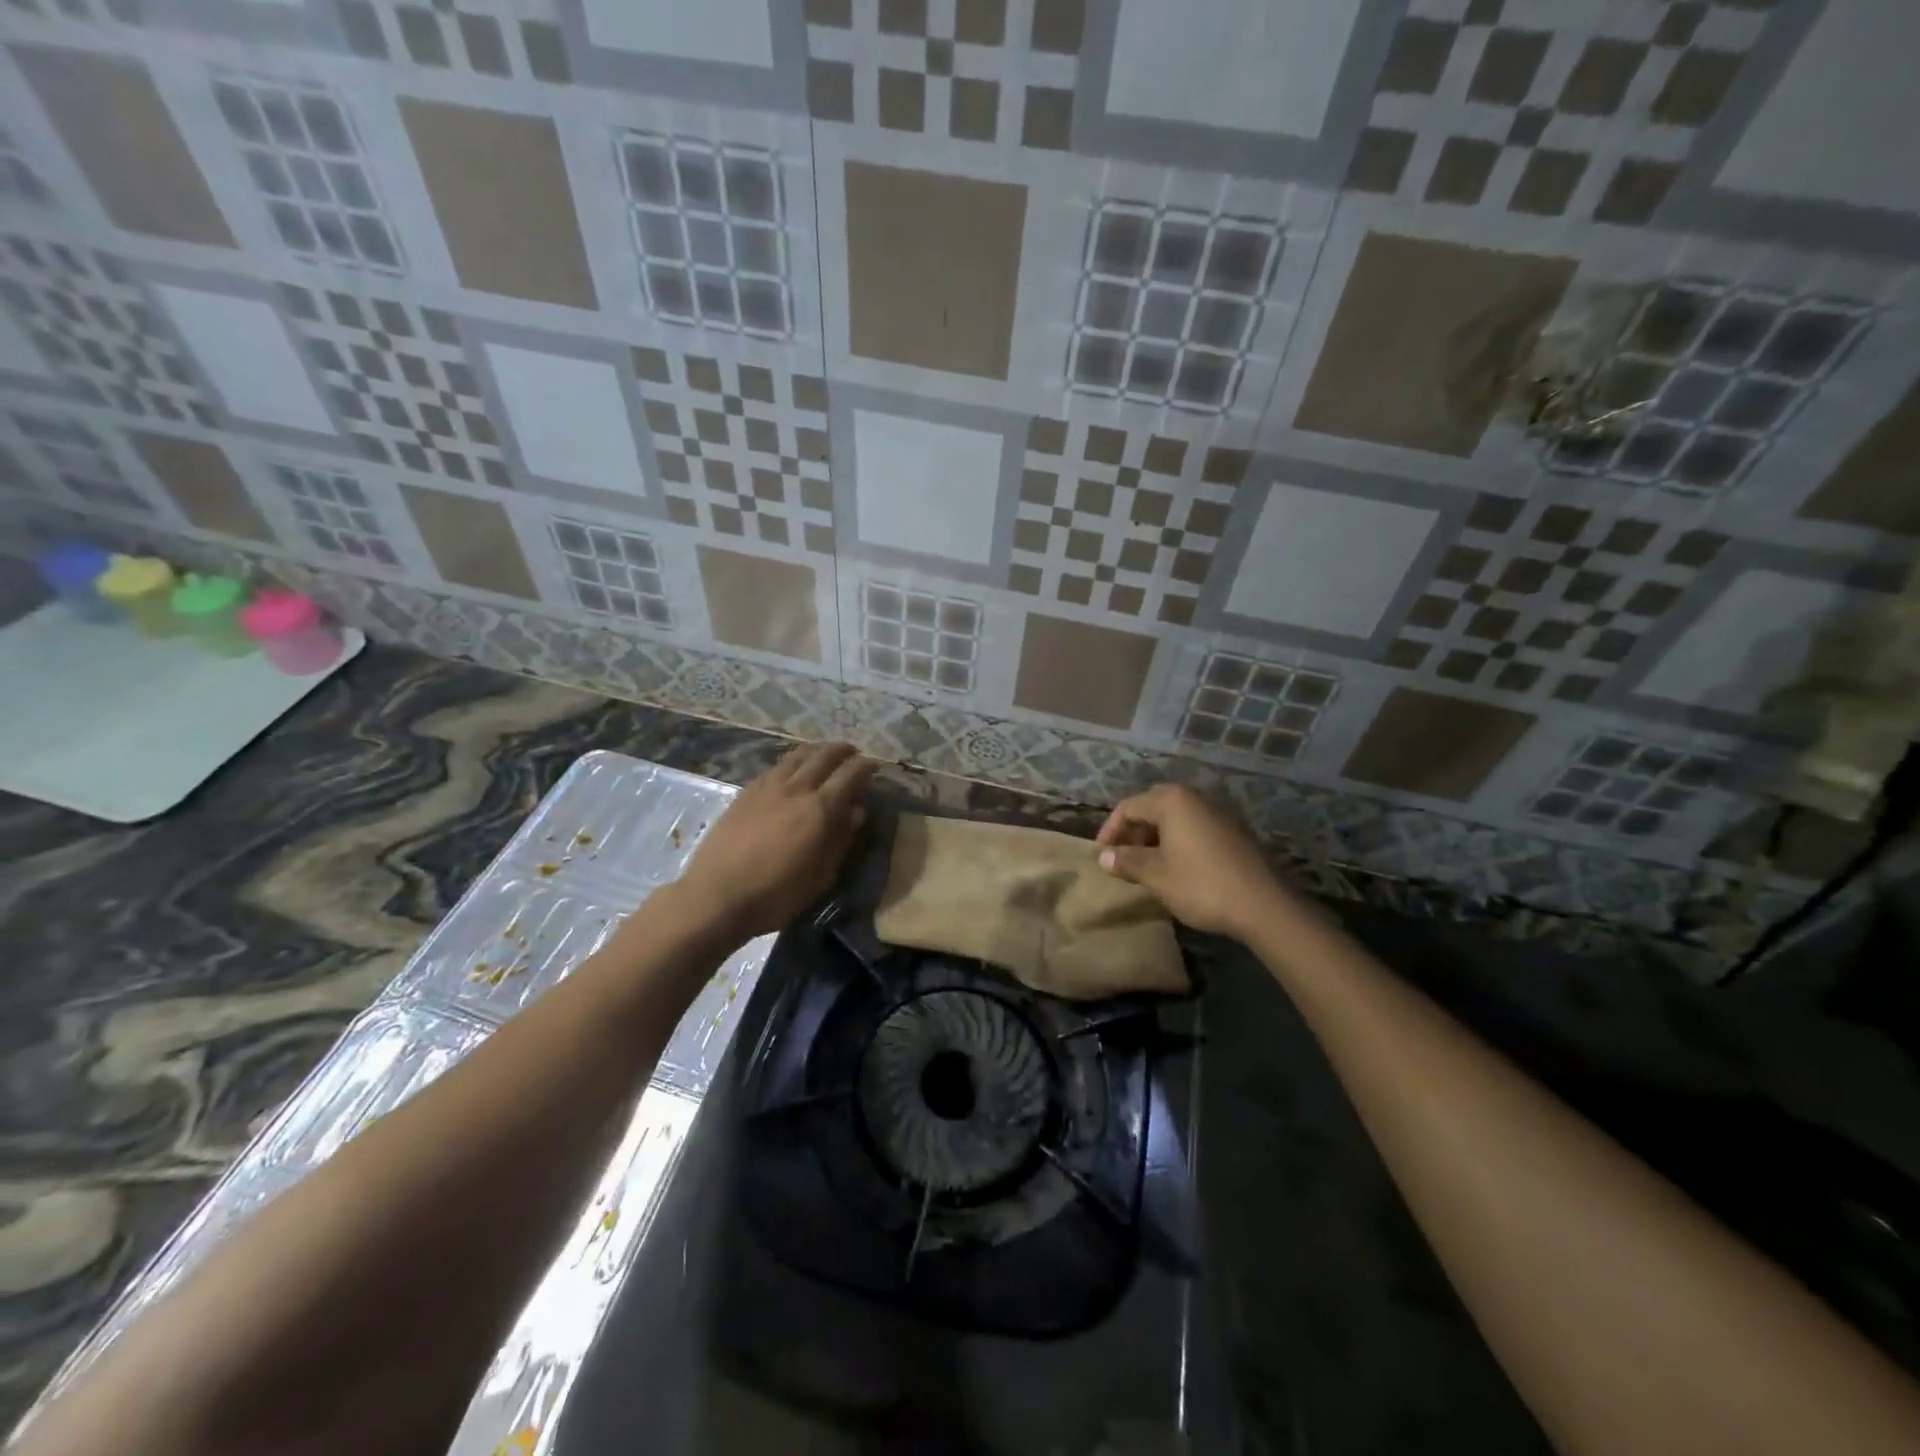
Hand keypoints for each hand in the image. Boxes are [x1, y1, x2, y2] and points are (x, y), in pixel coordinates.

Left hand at [676, 742, 875, 938]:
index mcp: (820, 809)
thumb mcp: (821, 876)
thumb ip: (841, 840)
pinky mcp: (746, 792)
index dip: (866, 766)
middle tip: (853, 754)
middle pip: (825, 755)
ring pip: (798, 755)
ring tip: (824, 755)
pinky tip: (792, 771)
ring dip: (817, 750)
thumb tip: (856, 812)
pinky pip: (776, 766)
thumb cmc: (776, 895)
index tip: (874, 766)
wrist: (716, 896)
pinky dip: (793, 762)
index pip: (851, 774)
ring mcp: (768, 786)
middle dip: (843, 751)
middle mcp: (796, 788)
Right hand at [1094, 784, 1285, 939]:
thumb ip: (1127, 861)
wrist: (1264, 905)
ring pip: (1174, 820)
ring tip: (1145, 868)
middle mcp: (1195, 798)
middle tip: (1121, 861)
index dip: (1109, 832)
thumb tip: (1103, 857)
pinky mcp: (1233, 832)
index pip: (1128, 807)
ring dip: (1154, 840)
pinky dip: (1177, 844)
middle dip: (1132, 834)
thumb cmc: (1201, 885)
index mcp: (1172, 800)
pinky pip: (1194, 830)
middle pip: (1151, 809)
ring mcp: (1218, 813)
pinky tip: (1176, 869)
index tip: (1100, 858)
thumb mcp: (1156, 875)